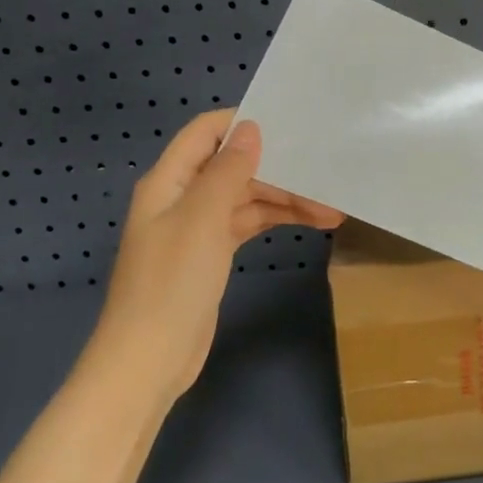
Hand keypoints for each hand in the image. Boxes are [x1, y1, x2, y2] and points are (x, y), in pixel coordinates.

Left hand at [93, 110, 343, 400]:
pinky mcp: (211, 254)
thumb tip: (251, 129)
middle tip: (325, 173)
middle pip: (234, 166)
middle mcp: (182, 197)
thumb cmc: (172, 283)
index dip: (242, 122)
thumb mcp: (202, 220)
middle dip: (278, 169)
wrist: (149, 359)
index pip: (205, 132)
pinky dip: (277, 220)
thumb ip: (228, 171)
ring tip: (332, 208)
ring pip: (247, 197)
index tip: (290, 124)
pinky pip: (248, 223)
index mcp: (169, 181)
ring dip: (286, 199)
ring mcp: (197, 227)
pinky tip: (312, 223)